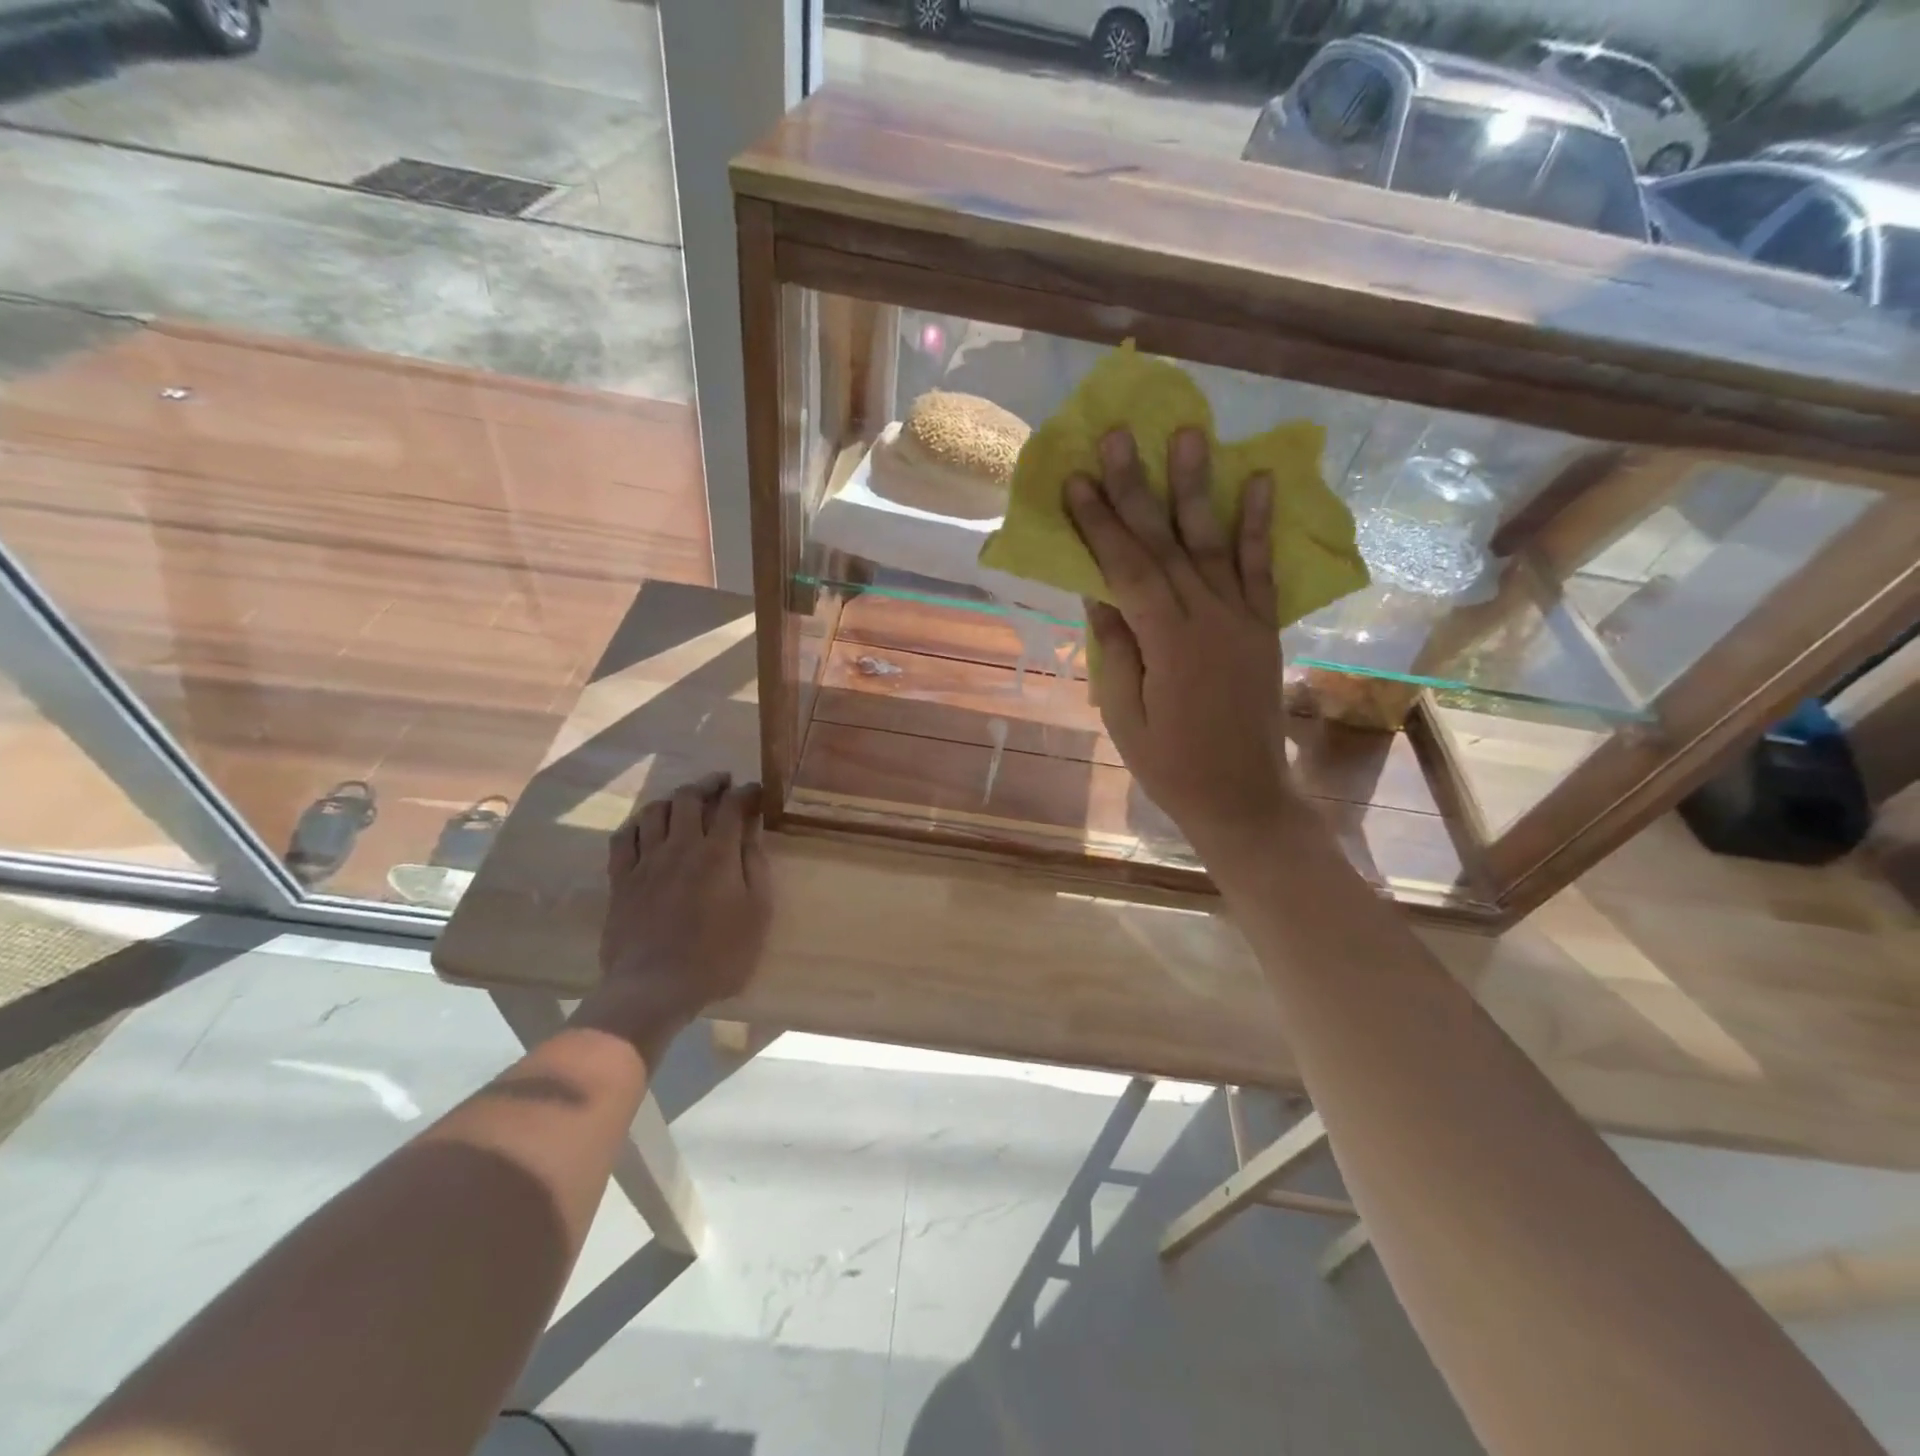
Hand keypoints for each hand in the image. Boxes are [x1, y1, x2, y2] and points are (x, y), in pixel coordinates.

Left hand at [577, 772, 772, 1051]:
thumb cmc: (717, 956)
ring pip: (655, 811)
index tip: (756, 790)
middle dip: (709, 784)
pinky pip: (624, 837)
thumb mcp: (756, 914)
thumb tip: (751, 833)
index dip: (746, 792)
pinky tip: (646, 825)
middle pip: (690, 798)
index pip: (732, 806)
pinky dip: (638, 823)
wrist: (654, 987)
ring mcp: (645, 861)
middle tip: (722, 783)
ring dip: (673, 798)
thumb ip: (755, 868)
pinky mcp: (621, 879)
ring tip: (685, 800)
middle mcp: (680, 846)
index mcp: (717, 854)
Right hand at [1067, 427, 1295, 852]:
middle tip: (1119, 434)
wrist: (1242, 796)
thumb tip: (1096, 589)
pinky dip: (1259, 524)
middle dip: (1138, 487)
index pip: (1127, 568)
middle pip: (1166, 543)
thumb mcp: (1124, 714)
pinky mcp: (1264, 626)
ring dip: (1198, 486)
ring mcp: (1243, 618)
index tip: (1076, 479)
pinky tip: (1258, 482)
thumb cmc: (1169, 764)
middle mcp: (1209, 617)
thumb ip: (1114, 648)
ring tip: (1189, 433)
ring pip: (1214, 542)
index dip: (1100, 523)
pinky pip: (1261, 568)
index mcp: (1167, 642)